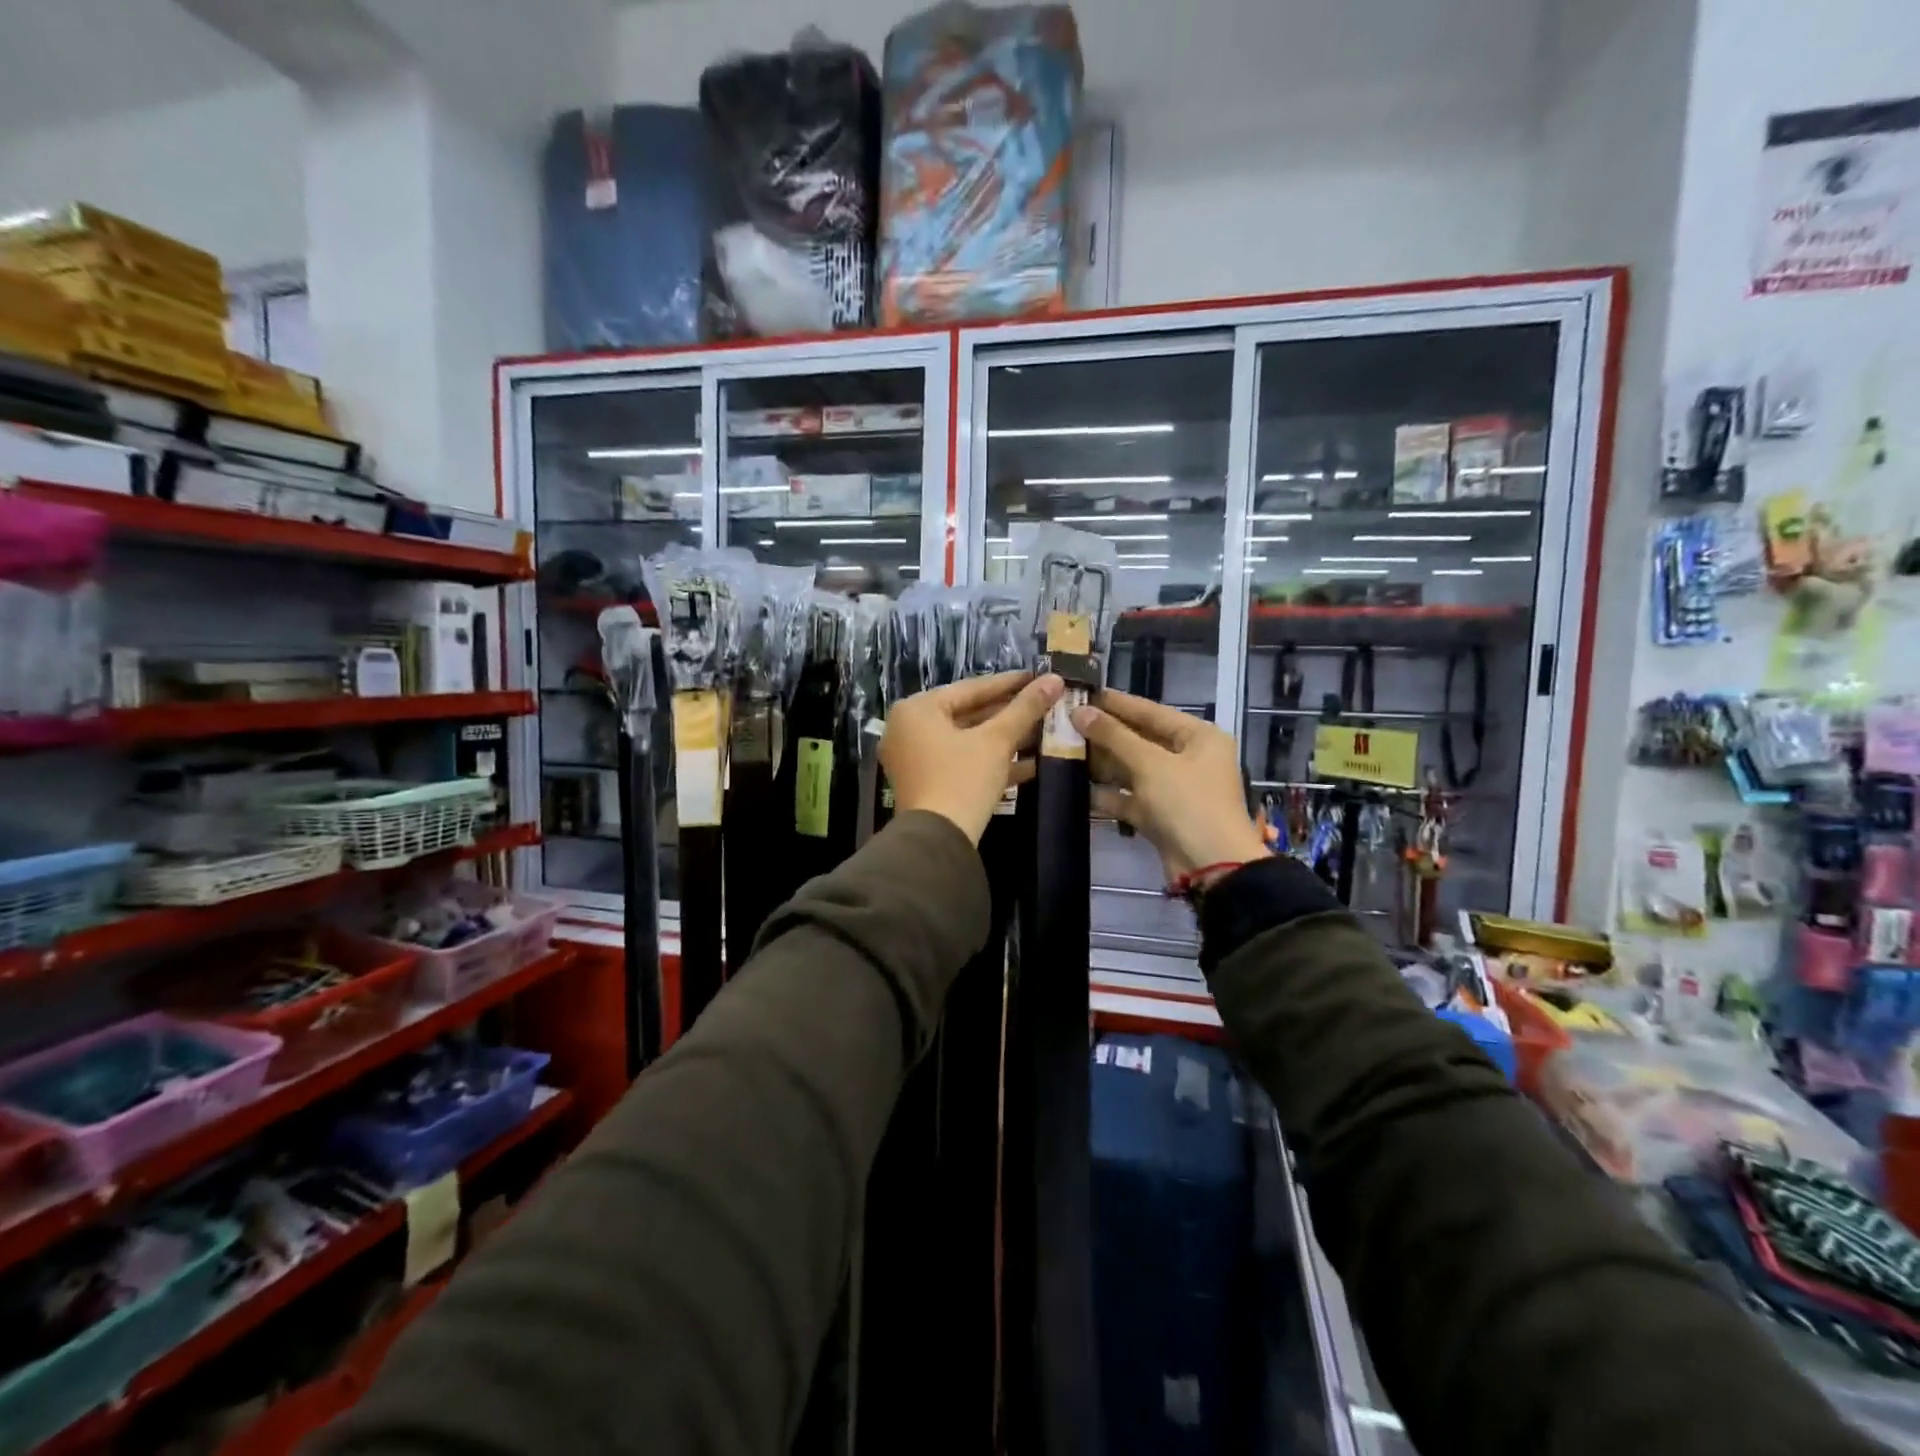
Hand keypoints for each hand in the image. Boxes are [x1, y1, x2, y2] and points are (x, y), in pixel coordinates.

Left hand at [882, 671, 1063, 842]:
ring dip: (1004, 739)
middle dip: (1008, 714)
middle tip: (1043, 704)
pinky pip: (961, 763)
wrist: (938, 841)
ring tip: (1043, 731)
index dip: (1009, 683)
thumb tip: (1055, 679)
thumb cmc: (962, 779)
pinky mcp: (926, 784)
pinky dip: (990, 762)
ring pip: (967, 741)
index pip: (970, 688)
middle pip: (968, 714)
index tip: (1038, 677)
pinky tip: (1031, 764)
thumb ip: (1025, 708)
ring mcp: (915, 759)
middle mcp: (908, 729)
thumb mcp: (997, 741)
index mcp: (917, 710)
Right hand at [1072, 689, 1267, 882]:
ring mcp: (1174, 789)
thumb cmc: (1187, 803)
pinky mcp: (1160, 815)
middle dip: (1105, 734)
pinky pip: (1129, 797)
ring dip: (1102, 763)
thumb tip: (1080, 711)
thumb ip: (1114, 736)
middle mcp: (1188, 758)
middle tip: (1066, 721)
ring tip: (1064, 749)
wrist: (1211, 866)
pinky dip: (1107, 794)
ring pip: (1132, 769)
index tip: (1083, 693)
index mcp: (1198, 737)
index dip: (1117, 703)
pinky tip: (1076, 787)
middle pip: (1140, 739)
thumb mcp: (1150, 763)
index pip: (1152, 711)